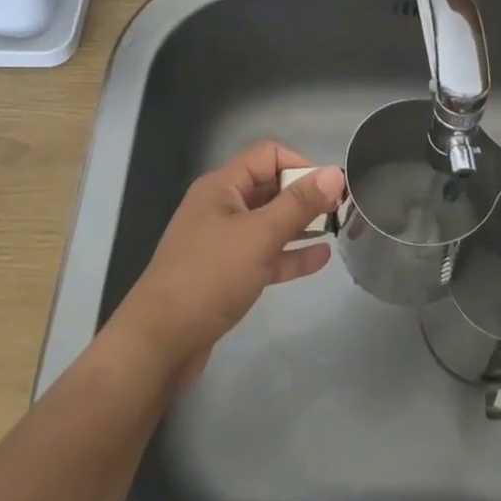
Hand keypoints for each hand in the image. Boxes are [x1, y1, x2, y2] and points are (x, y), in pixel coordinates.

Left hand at [107, 142, 345, 388]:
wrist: (159, 344)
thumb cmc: (209, 277)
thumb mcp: (259, 236)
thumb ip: (299, 204)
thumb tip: (334, 173)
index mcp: (222, 186)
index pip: (268, 156)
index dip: (301, 165)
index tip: (331, 188)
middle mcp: (221, 207)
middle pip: (269, 188)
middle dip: (304, 195)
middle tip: (341, 209)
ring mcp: (222, 242)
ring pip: (268, 223)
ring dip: (300, 224)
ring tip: (337, 230)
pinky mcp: (225, 275)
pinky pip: (264, 255)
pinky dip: (289, 254)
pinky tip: (320, 258)